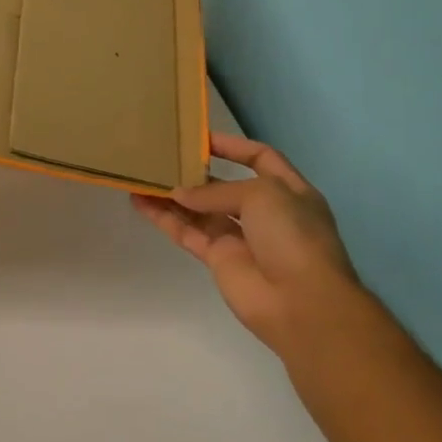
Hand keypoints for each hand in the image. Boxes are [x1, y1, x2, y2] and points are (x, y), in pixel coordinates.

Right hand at [132, 132, 360, 353]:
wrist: (302, 303)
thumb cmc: (293, 236)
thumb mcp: (262, 194)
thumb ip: (216, 191)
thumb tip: (179, 194)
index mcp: (289, 191)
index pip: (261, 159)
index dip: (234, 146)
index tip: (201, 137)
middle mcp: (264, 213)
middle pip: (224, 186)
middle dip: (196, 172)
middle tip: (163, 156)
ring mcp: (240, 237)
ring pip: (199, 210)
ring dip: (172, 194)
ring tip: (142, 176)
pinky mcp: (218, 259)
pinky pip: (187, 232)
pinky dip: (164, 218)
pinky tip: (140, 202)